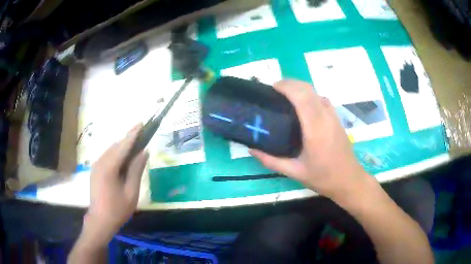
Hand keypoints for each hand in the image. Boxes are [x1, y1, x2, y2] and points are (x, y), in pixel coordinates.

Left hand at [84, 124, 148, 243]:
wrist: (100, 220)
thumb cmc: (117, 209)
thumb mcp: (131, 192)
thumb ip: (136, 170)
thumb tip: (144, 152)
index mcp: (109, 167)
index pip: (123, 145)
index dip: (133, 134)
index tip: (141, 123)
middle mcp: (100, 162)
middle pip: (116, 146)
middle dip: (128, 139)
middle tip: (142, 136)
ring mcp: (96, 165)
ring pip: (111, 150)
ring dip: (123, 147)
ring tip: (135, 147)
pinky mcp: (95, 170)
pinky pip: (107, 156)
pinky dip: (116, 154)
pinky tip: (124, 159)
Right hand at [250, 80, 367, 200]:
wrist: (349, 180)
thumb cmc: (323, 177)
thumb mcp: (295, 172)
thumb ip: (271, 161)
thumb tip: (251, 150)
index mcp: (315, 129)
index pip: (301, 96)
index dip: (286, 86)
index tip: (272, 87)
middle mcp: (326, 117)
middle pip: (308, 89)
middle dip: (290, 83)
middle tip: (274, 90)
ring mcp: (333, 116)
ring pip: (316, 91)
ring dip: (300, 88)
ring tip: (286, 96)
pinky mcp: (337, 118)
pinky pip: (321, 99)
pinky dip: (309, 95)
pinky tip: (302, 106)